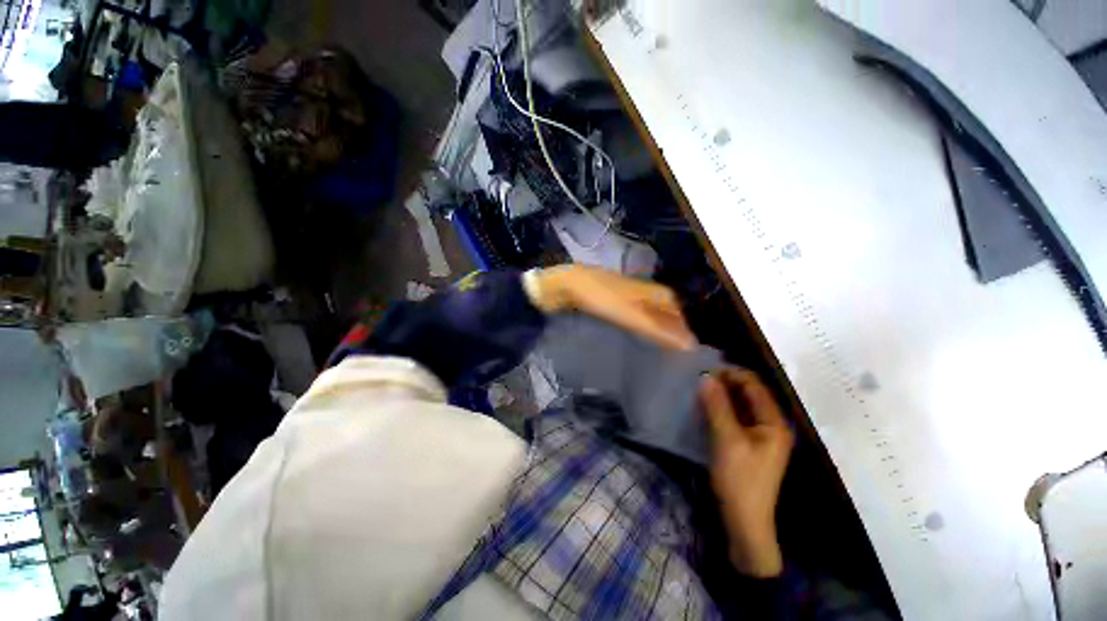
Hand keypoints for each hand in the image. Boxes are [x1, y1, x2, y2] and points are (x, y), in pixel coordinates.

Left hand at [531, 265, 695, 350]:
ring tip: (651, 360)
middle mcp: (643, 294)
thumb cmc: (600, 297)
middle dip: (667, 337)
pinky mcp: (610, 306)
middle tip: (667, 362)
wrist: (565, 286)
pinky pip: (629, 322)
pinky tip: (630, 347)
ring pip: (646, 320)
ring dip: (650, 336)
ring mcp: (626, 299)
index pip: (677, 315)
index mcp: (654, 292)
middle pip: (663, 317)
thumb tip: (691, 346)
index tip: (683, 357)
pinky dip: (633, 333)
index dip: (682, 334)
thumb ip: (659, 330)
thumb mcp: (632, 315)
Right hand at [701, 368, 793, 576]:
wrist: (744, 522)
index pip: (754, 385)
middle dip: (724, 383)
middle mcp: (770, 424)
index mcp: (774, 422)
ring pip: (740, 405)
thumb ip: (717, 407)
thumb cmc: (740, 480)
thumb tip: (706, 377)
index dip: (731, 374)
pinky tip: (704, 407)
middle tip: (698, 379)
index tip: (704, 369)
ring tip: (698, 389)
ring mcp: (760, 435)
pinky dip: (721, 409)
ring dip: (721, 395)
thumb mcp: (727, 440)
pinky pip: (735, 417)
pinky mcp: (748, 443)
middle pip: (748, 393)